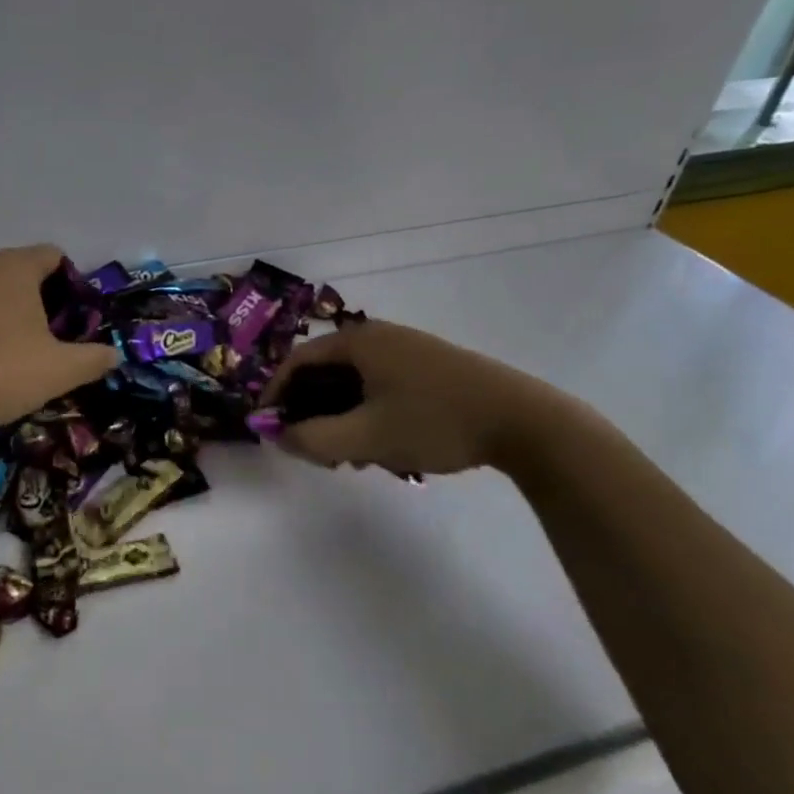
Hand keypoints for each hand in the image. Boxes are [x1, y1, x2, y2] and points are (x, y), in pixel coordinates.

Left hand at [0, 245, 118, 434]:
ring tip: (21, 359)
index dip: (74, 285)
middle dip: (45, 304)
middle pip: (24, 274)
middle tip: (55, 344)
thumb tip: (113, 354)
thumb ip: (93, 359)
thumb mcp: (58, 370)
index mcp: (15, 268)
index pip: (54, 256)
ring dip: (13, 319)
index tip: (78, 321)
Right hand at [260, 321, 576, 477]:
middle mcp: (379, 336)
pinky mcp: (429, 367)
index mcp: (358, 341)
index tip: (268, 427)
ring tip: (350, 456)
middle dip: (312, 412)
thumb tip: (276, 436)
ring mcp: (407, 350)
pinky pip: (380, 387)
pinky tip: (382, 447)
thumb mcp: (367, 437)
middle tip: (312, 448)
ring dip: (341, 418)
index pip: (297, 361)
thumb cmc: (435, 422)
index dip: (276, 394)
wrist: (524, 421)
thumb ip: (313, 439)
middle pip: (325, 372)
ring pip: (354, 383)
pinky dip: (367, 413)